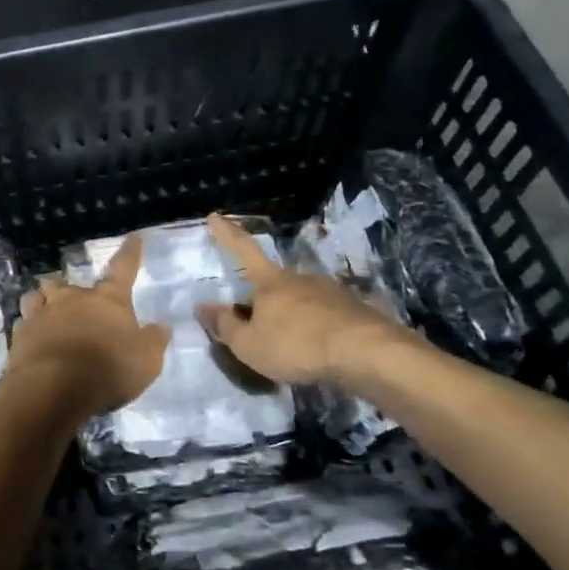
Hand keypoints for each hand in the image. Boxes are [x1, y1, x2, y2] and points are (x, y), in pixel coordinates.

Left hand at [6, 234, 171, 420]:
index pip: (123, 268)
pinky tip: (32, 341)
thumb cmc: (107, 370)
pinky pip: (23, 324)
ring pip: (37, 297)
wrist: (53, 389)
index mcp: (108, 300)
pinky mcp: (19, 336)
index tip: (134, 237)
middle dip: (70, 289)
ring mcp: (42, 315)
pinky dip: (29, 329)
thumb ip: (154, 341)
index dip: (130, 253)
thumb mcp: (146, 361)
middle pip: (67, 283)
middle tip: (75, 303)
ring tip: (47, 313)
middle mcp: (72, 299)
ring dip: (43, 302)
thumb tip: (162, 326)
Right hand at [196, 213, 410, 386]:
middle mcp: (299, 278)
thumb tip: (202, 307)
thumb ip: (225, 326)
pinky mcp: (353, 309)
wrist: (365, 353)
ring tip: (286, 342)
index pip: (244, 250)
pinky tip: (315, 348)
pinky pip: (324, 315)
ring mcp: (330, 291)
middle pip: (273, 281)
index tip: (216, 216)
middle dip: (261, 295)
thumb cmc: (296, 346)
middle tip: (252, 317)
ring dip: (290, 314)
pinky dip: (314, 327)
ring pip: (300, 298)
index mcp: (270, 282)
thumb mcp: (249, 344)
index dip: (228, 234)